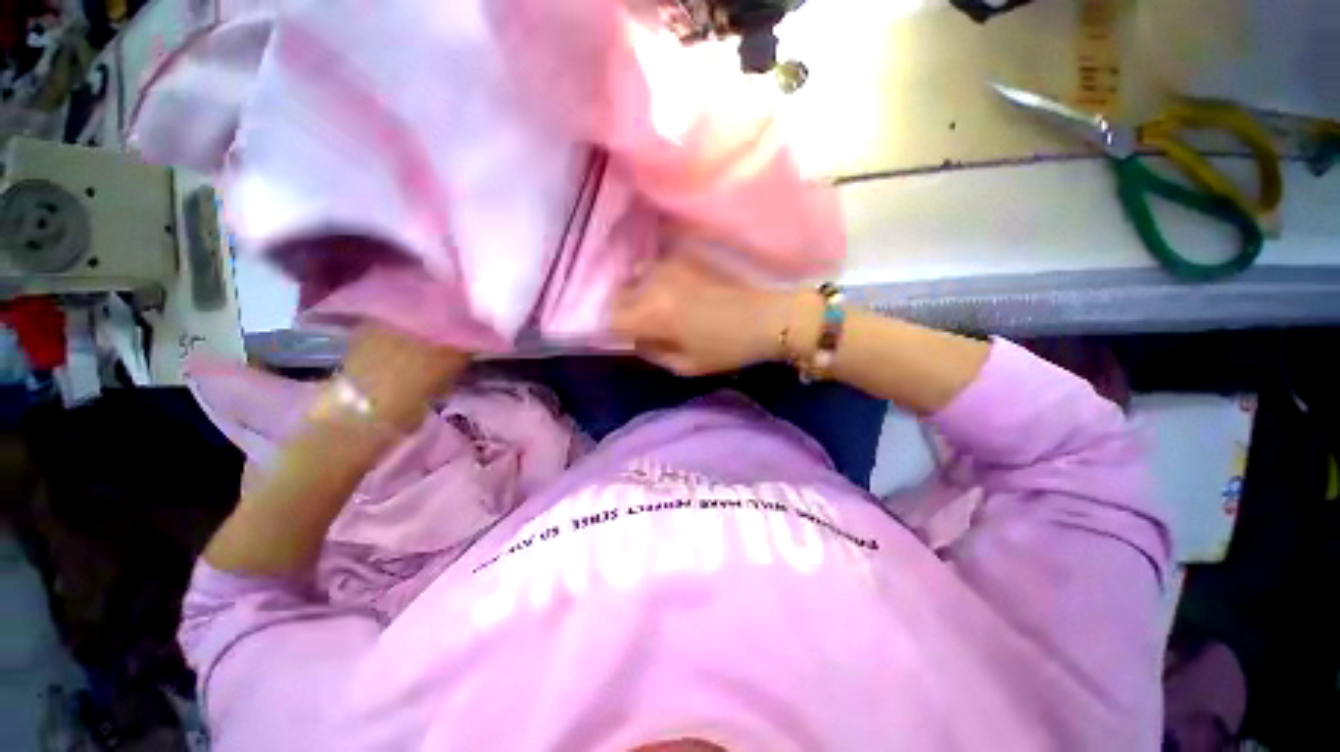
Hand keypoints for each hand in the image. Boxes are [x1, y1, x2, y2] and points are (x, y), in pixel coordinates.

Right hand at [611, 250, 813, 376]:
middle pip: (619, 295)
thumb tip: (637, 340)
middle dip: (624, 312)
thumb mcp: (687, 365)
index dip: (615, 332)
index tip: (627, 339)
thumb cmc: (729, 347)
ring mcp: (670, 264)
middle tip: (641, 325)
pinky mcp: (686, 255)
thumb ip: (654, 352)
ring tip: (659, 306)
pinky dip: (656, 279)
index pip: (612, 319)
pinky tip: (674, 291)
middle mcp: (655, 282)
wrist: (769, 316)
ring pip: (636, 277)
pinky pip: (658, 266)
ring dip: (640, 292)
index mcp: (654, 313)